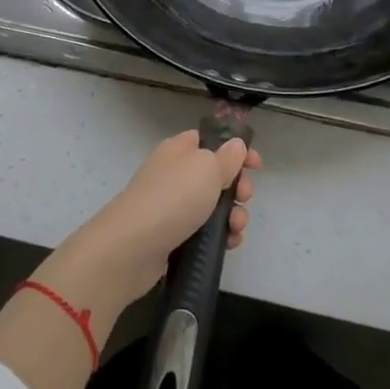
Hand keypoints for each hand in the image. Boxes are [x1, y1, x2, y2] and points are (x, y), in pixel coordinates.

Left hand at [64, 127, 262, 307]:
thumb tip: (236, 145)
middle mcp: (174, 174)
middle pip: (216, 175)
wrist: (132, 248)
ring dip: (232, 216)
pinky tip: (228, 245)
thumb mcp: (206, 168)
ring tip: (236, 228)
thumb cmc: (172, 198)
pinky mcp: (172, 237)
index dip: (236, 149)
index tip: (257, 165)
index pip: (210, 140)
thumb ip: (226, 157)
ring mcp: (172, 207)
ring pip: (213, 207)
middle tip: (244, 198)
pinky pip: (203, 232)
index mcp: (179, 150)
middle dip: (238, 187)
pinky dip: (219, 237)